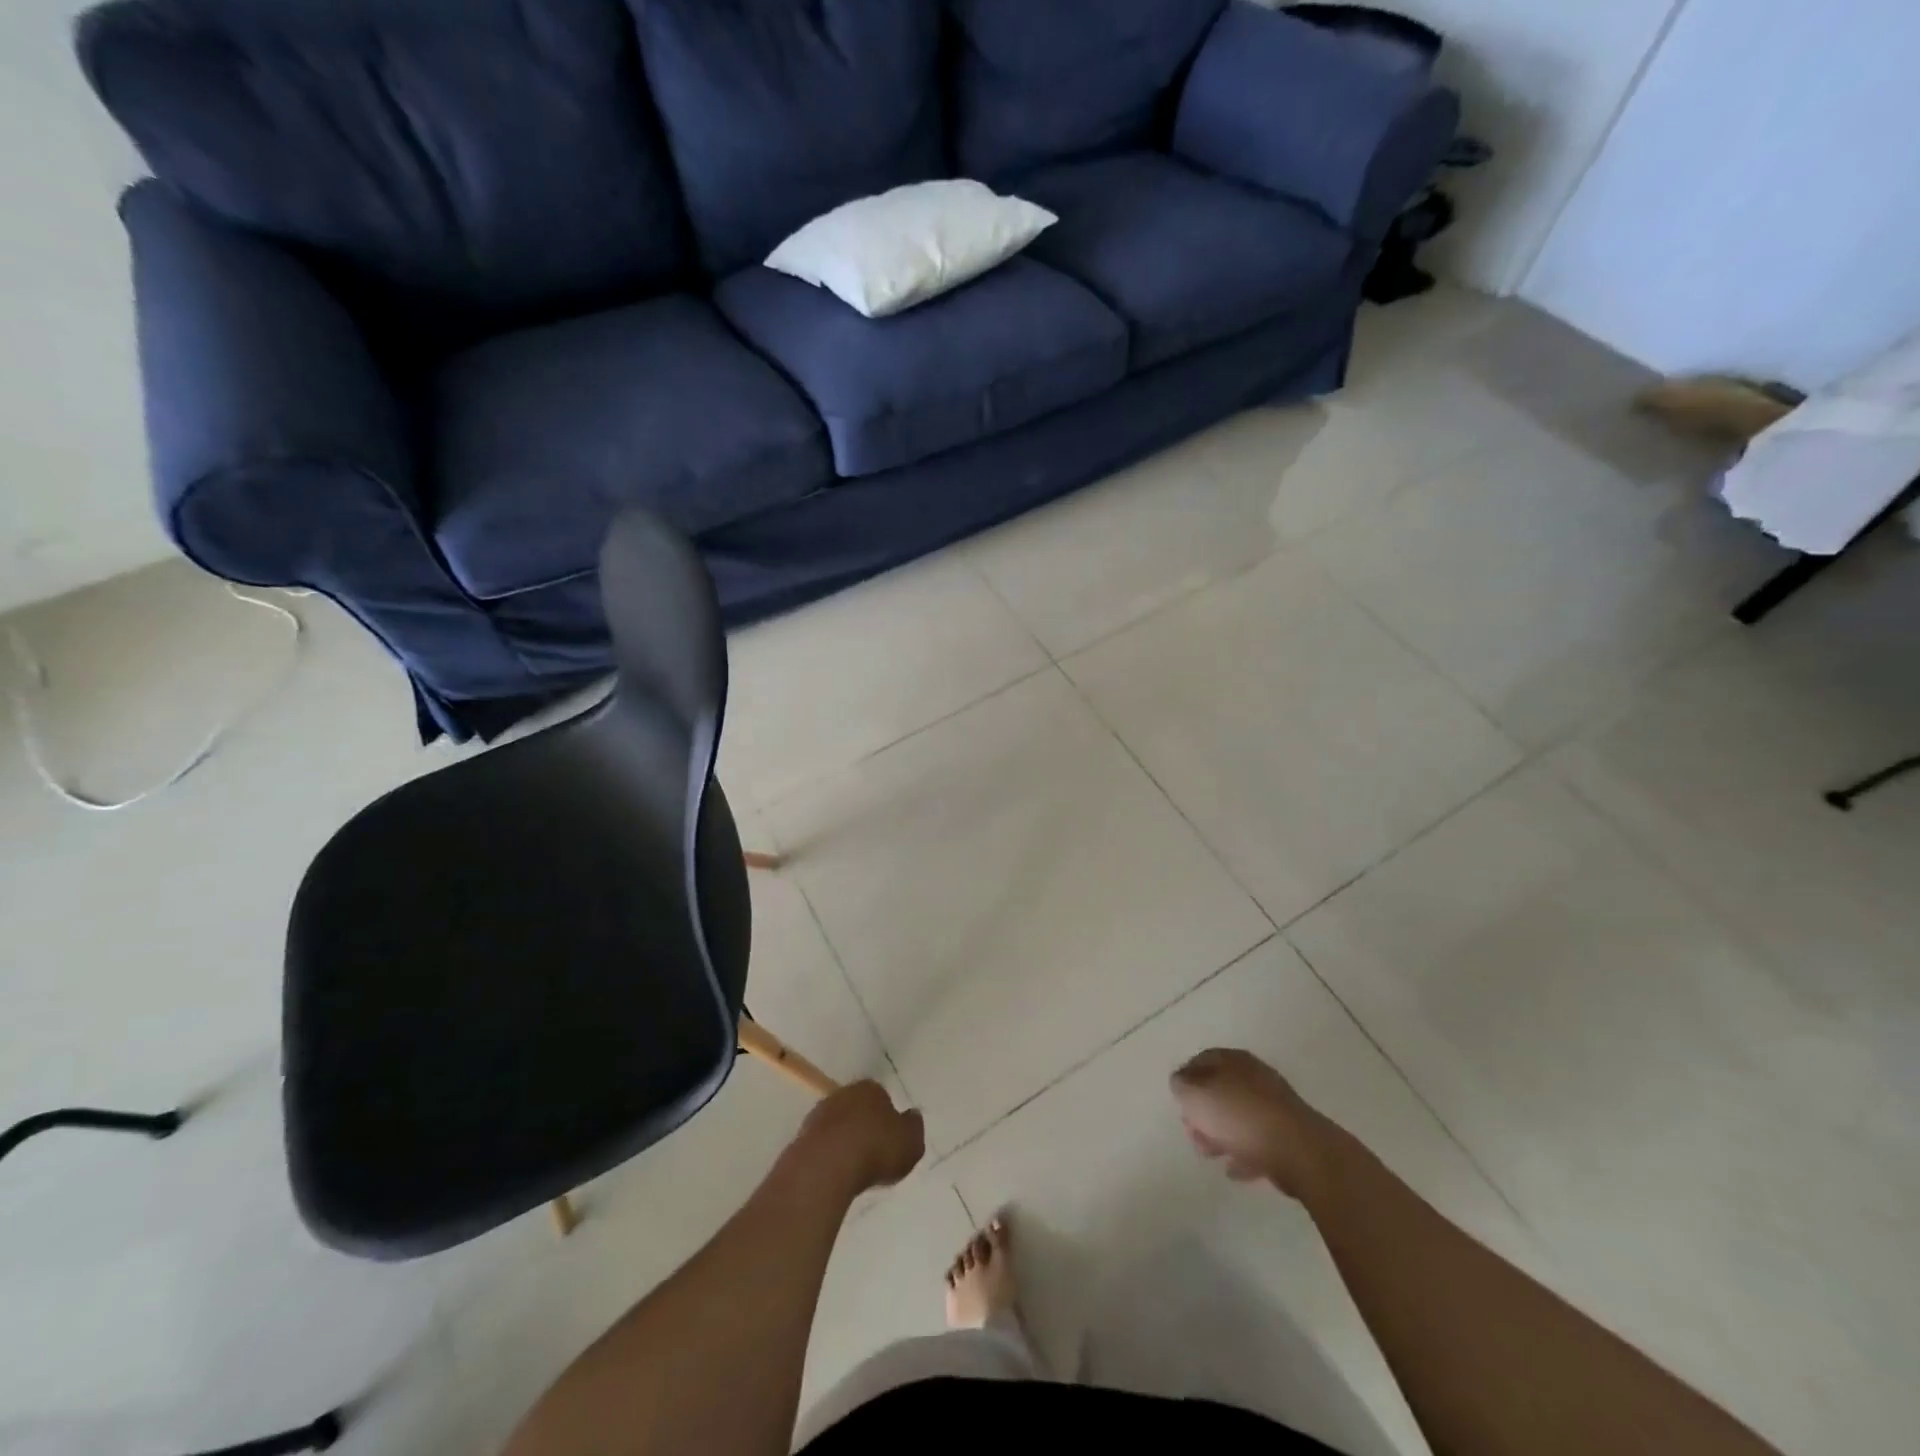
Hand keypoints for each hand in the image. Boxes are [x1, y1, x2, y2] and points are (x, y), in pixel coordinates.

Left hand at [793, 1081, 925, 1194]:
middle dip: (863, 1125)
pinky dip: (828, 1156)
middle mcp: (843, 1094)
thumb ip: (914, 1127)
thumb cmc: (876, 1149)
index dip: (887, 1117)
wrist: (826, 1166)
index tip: (890, 1138)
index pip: (881, 1096)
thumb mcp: (911, 1142)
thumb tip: (911, 1116)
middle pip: (857, 1107)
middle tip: (873, 1152)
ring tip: (854, 1168)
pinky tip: (835, 1174)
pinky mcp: (801, 1138)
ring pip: (837, 1125)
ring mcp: (819, 1115)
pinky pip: (821, 1145)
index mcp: (871, 1089)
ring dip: (843, 1140)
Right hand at [1171, 1048, 1334, 1198]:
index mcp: (1232, 1059)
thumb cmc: (1239, 1116)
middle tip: (1193, 1132)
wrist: (1298, 1151)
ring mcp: (1274, 1105)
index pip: (1201, 1061)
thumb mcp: (1195, 1095)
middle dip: (1203, 1113)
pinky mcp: (1288, 1134)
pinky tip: (1235, 1169)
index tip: (1179, 1104)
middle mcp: (1254, 1075)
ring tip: (1212, 1155)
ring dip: (1221, 1135)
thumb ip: (1181, 1086)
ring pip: (1238, 1116)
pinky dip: (1244, 1152)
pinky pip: (1258, 1140)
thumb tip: (1182, 1084)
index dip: (1185, 1081)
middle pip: (1220, 1090)